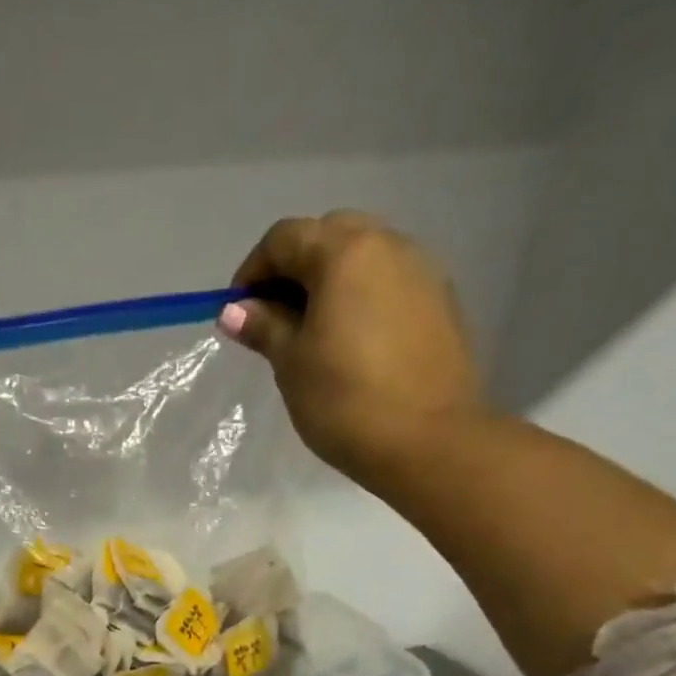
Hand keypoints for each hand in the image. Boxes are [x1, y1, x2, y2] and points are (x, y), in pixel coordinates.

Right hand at [221, 212, 485, 476]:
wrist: (428, 440)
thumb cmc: (344, 401)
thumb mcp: (291, 363)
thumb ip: (264, 327)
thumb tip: (235, 310)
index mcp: (345, 253)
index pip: (284, 237)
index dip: (252, 270)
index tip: (238, 313)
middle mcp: (389, 245)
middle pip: (328, 234)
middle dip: (293, 267)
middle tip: (273, 318)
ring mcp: (422, 270)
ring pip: (363, 256)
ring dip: (329, 281)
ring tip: (310, 333)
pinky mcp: (440, 301)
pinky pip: (388, 281)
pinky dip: (360, 297)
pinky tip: (349, 343)